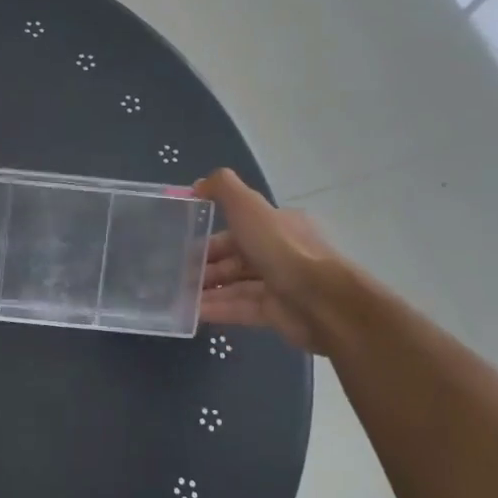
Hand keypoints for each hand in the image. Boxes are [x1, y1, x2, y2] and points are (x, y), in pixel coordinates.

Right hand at [195, 168, 360, 354]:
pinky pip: (240, 309)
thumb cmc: (282, 249)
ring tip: (178, 297)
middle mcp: (279, 253)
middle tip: (176, 276)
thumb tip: (198, 183)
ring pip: (235, 285)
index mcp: (277, 226)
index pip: (239, 230)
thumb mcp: (249, 207)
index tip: (182, 248)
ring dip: (207, 291)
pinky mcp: (276, 313)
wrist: (321, 300)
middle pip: (235, 259)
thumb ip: (223, 190)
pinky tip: (192, 314)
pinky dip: (217, 310)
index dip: (210, 238)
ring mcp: (278, 285)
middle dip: (205, 267)